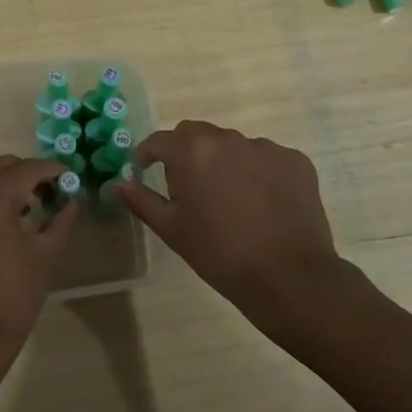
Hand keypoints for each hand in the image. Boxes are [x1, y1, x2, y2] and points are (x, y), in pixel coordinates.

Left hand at [0, 156, 77, 375]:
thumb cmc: (11, 298)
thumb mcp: (45, 258)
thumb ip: (62, 222)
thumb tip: (73, 201)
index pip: (28, 168)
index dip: (53, 170)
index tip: (71, 178)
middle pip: (1, 168)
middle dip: (27, 175)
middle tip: (50, 194)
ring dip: (5, 191)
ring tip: (28, 214)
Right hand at [112, 121, 358, 334]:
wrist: (288, 276)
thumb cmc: (219, 253)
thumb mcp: (172, 229)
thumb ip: (141, 200)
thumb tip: (116, 184)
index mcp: (192, 151)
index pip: (160, 140)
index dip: (148, 155)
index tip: (145, 171)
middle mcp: (227, 138)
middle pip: (197, 135)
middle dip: (186, 154)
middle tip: (190, 189)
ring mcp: (265, 147)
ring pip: (233, 146)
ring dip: (224, 163)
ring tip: (232, 201)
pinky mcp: (295, 160)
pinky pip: (267, 159)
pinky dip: (259, 173)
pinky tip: (263, 205)